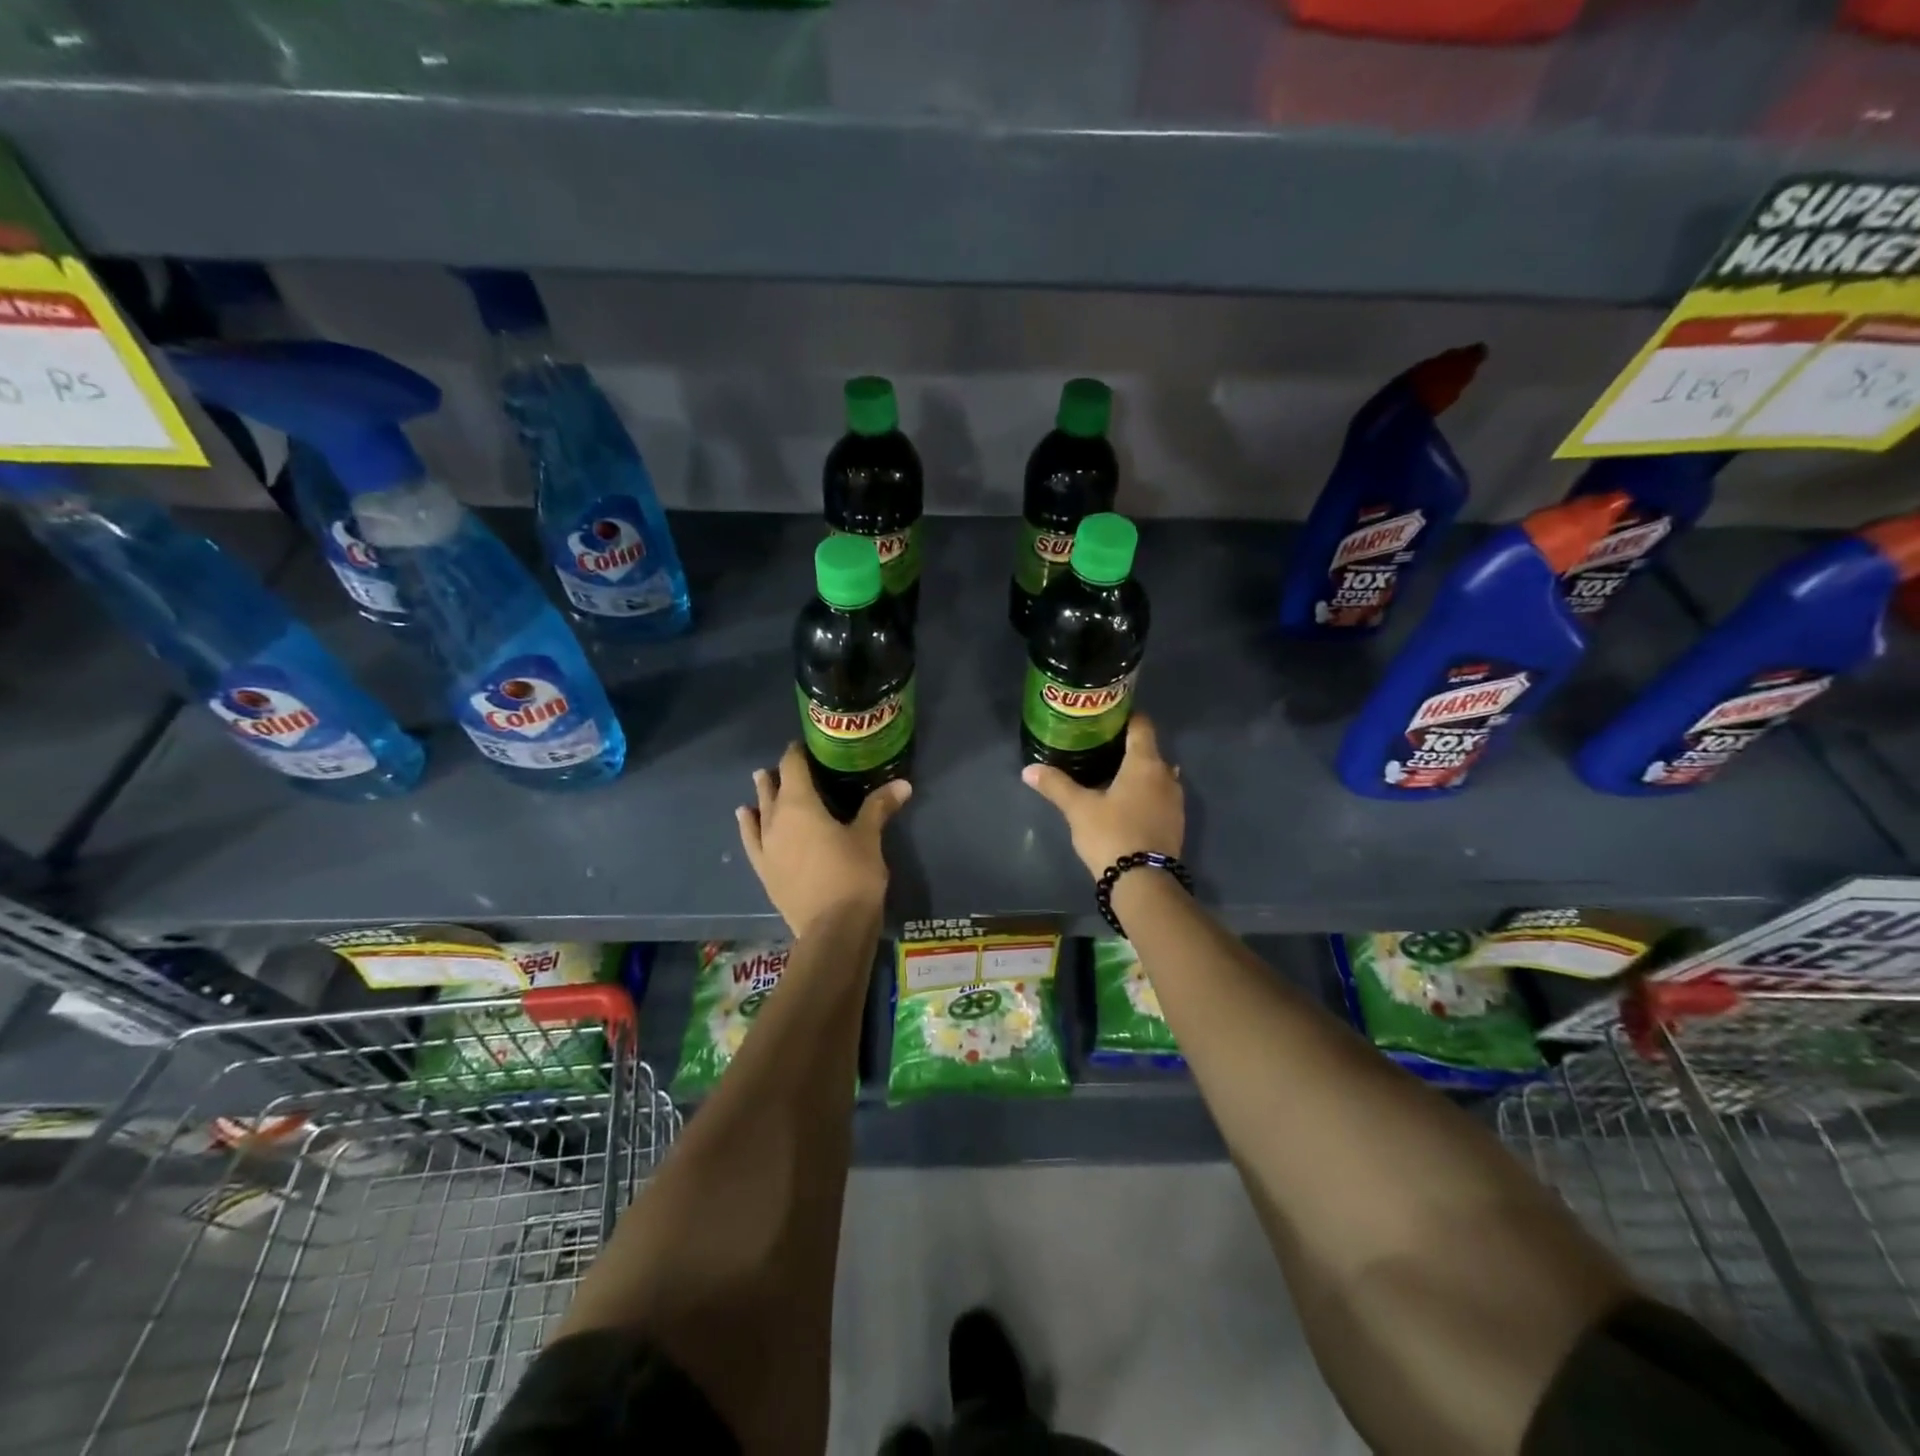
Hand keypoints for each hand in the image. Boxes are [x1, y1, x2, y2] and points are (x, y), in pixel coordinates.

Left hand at [737, 742, 910, 936]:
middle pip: (773, 788)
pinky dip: (748, 825)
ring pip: (759, 812)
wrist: (832, 929)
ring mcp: (766, 847)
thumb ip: (879, 807)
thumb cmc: (853, 875)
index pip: (793, 768)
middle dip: (780, 774)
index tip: (805, 745)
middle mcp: (776, 821)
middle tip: (791, 765)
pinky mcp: (764, 871)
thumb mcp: (869, 838)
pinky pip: (751, 840)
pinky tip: (745, 818)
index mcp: (800, 805)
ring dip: (762, 795)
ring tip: (761, 781)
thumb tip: (903, 784)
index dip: (797, 753)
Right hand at [1021, 714, 1184, 878]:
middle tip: (1098, 748)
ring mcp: (1175, 801)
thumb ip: (1055, 785)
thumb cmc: (1111, 834)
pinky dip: (1144, 794)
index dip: (1125, 717)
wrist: (1144, 882)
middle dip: (1126, 747)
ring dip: (1136, 773)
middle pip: (1149, 750)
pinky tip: (1124, 804)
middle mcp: (1166, 775)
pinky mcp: (1175, 823)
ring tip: (1109, 776)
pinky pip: (1159, 797)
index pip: (1142, 725)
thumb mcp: (1078, 809)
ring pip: (1155, 775)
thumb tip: (1028, 770)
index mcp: (1145, 763)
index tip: (1105, 718)